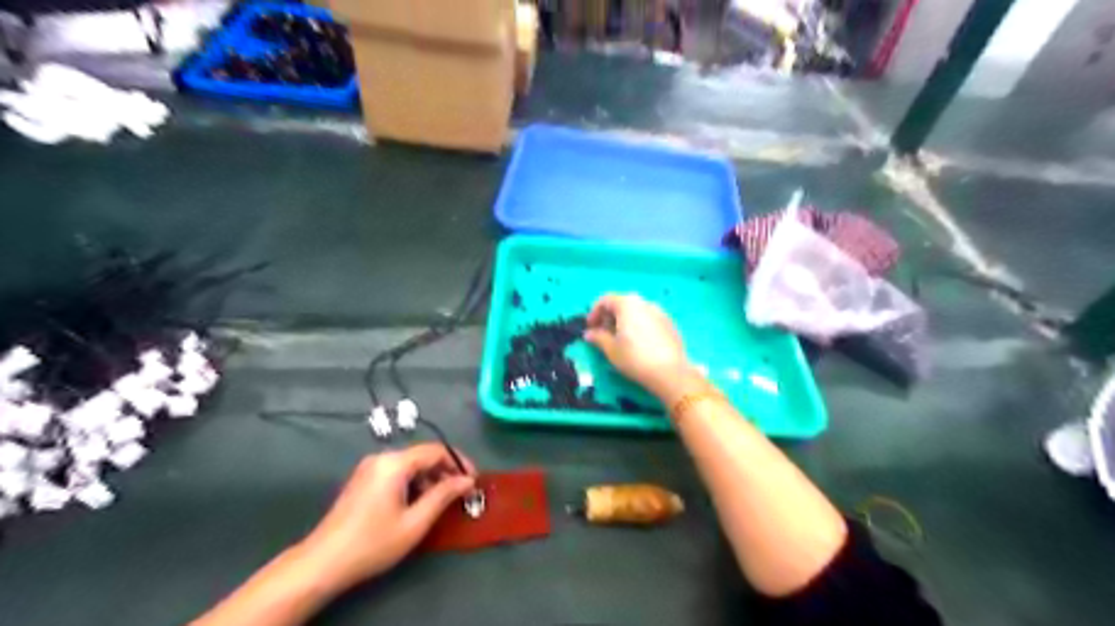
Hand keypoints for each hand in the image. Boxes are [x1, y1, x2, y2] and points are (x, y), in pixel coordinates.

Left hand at [299, 441, 471, 589]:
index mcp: (395, 463)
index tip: (473, 480)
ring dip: (430, 478)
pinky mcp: (363, 479)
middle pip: (423, 455)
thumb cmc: (373, 542)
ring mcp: (369, 468)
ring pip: (410, 464)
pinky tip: (418, 503)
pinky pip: (397, 472)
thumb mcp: (415, 522)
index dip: (459, 462)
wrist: (322, 563)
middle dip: (445, 471)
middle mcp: (382, 457)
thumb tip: (467, 480)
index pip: (436, 450)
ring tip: (442, 501)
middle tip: (461, 493)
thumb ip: (444, 495)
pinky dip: (413, 483)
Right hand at [584, 290, 688, 396]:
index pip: (605, 300)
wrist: (670, 372)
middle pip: (622, 303)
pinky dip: (639, 326)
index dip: (594, 312)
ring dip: (624, 321)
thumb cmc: (635, 358)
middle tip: (603, 334)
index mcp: (628, 304)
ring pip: (636, 311)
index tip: (590, 328)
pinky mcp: (670, 324)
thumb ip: (598, 337)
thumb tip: (589, 333)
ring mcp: (660, 312)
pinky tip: (638, 344)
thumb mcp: (611, 349)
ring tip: (620, 340)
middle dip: (609, 317)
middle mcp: (644, 302)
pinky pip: (649, 319)